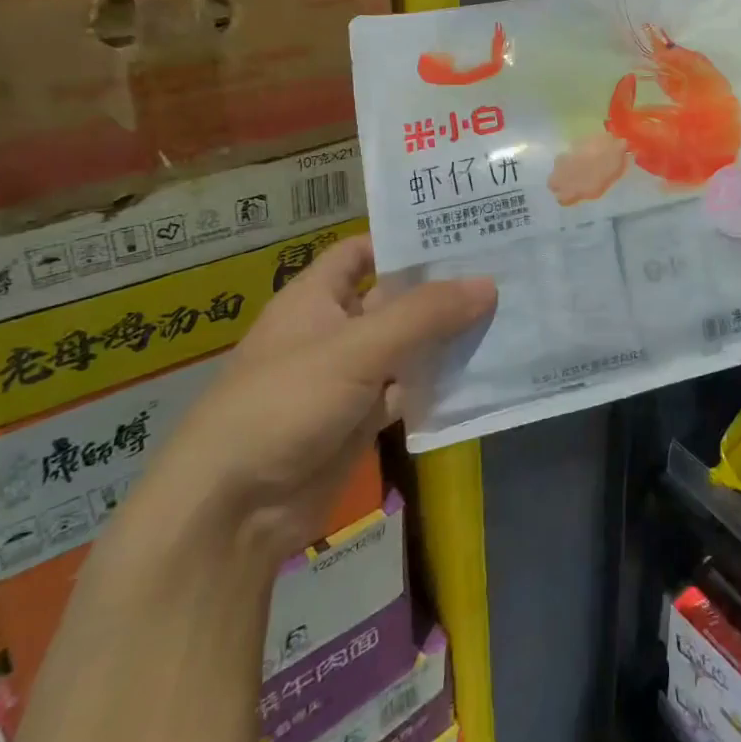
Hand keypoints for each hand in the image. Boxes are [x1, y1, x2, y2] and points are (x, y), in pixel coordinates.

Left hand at [135, 236, 494, 563]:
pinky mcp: (359, 421)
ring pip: (405, 348)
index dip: (403, 239)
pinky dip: (437, 384)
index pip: (361, 252)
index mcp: (314, 298)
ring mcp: (347, 378)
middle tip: (503, 271)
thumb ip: (423, 315)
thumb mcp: (356, 349)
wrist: (233, 511)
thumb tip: (488, 283)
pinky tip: (482, 371)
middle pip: (393, 300)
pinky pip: (406, 392)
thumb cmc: (285, 404)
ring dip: (445, 338)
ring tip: (507, 314)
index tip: (459, 230)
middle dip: (440, 289)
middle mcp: (332, 331)